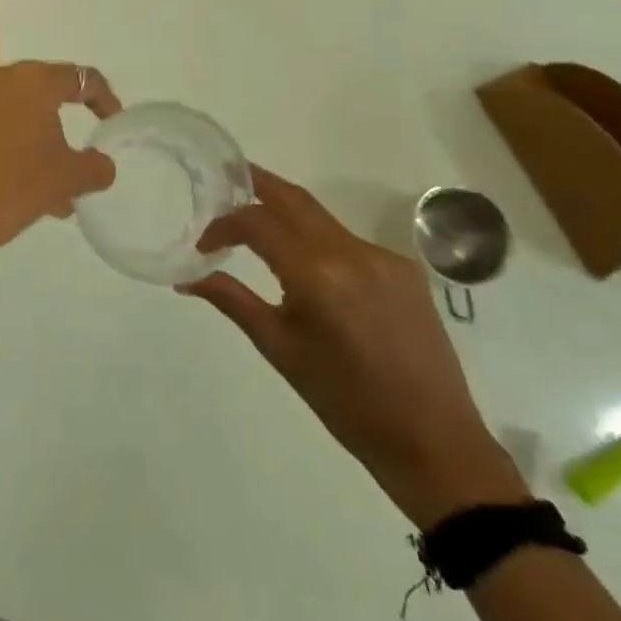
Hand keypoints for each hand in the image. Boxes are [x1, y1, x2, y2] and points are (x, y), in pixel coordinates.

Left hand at [0, 60, 121, 305]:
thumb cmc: (8, 188)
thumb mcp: (64, 180)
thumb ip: (93, 167)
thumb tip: (103, 165)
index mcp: (28, 80)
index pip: (79, 78)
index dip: (103, 98)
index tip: (112, 121)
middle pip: (39, 96)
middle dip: (60, 128)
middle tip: (75, 163)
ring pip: (9, 116)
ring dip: (31, 145)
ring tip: (48, 192)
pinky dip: (2, 149)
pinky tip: (11, 188)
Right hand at [188, 169, 527, 526]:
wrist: (433, 440)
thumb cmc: (345, 402)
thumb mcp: (280, 349)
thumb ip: (233, 301)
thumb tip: (187, 279)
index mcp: (317, 274)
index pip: (257, 222)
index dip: (224, 224)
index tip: (204, 245)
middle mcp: (352, 251)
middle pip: (294, 198)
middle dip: (257, 183)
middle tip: (226, 180)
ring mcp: (383, 256)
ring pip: (322, 219)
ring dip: (287, 216)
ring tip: (260, 232)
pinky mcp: (404, 269)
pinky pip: (349, 242)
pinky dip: (320, 244)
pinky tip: (311, 272)